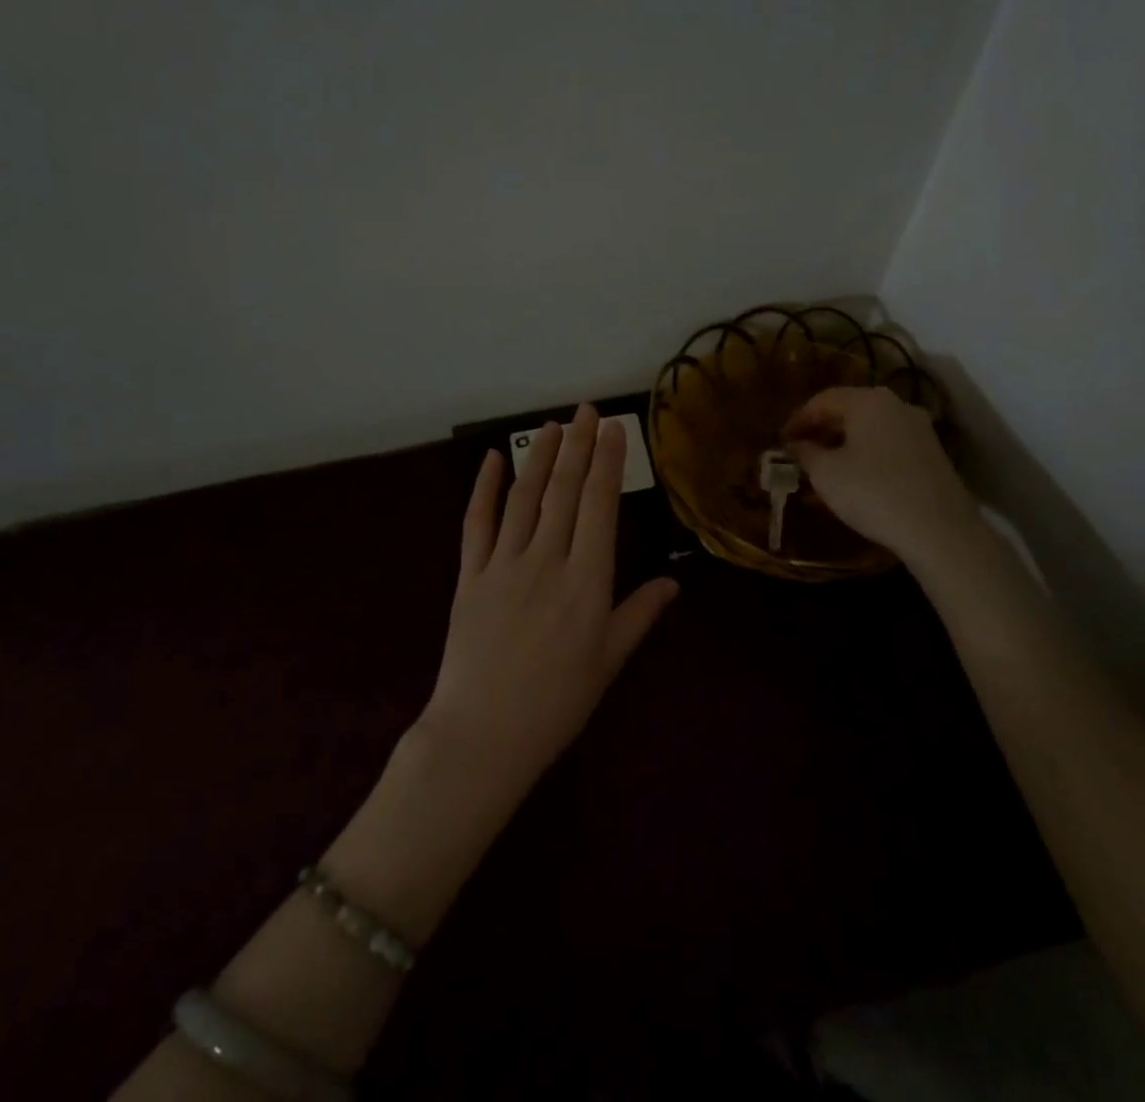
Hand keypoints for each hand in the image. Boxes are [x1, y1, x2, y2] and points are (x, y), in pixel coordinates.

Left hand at [420, 404, 678, 792]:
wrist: (483, 734)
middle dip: (577, 446)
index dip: (606, 463)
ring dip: (540, 457)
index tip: (612, 429)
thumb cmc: (556, 703)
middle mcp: (547, 561)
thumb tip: (674, 581)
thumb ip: (639, 615)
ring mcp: (503, 564)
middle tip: (585, 410)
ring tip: (552, 425)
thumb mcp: (608, 662)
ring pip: (525, 498)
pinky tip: (494, 459)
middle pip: (563, 491)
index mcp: (587, 582)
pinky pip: (477, 522)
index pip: (599, 506)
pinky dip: (485, 487)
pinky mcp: (470, 574)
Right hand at [782, 386, 982, 564]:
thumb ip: (805, 453)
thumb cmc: (872, 493)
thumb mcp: (826, 474)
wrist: (940, 531)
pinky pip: (887, 445)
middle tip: (800, 452)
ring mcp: (919, 429)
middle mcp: (896, 406)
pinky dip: (865, 455)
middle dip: (821, 430)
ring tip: (823, 468)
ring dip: (843, 444)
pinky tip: (854, 479)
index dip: (798, 419)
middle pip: (849, 410)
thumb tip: (795, 445)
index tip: (781, 440)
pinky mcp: (932, 455)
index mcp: (868, 401)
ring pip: (869, 429)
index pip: (823, 400)